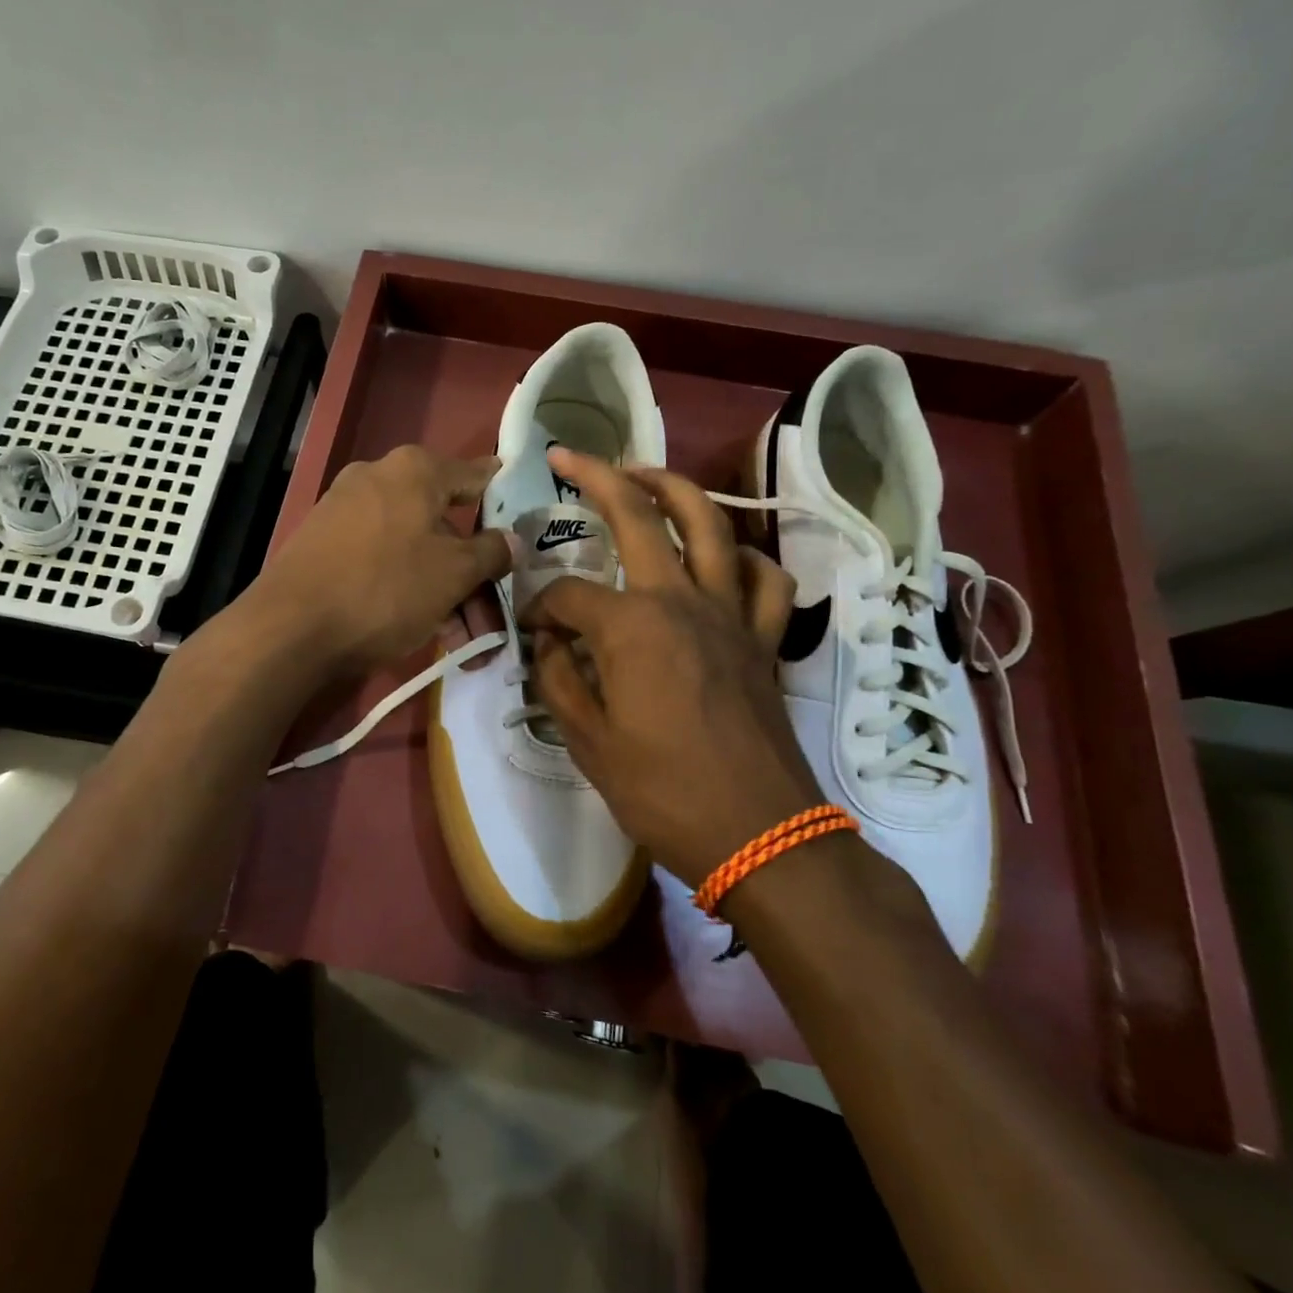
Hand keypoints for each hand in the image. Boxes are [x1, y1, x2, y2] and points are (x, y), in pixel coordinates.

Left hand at [248, 445, 512, 673]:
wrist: (290, 627)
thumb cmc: (386, 589)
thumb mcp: (454, 574)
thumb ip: (491, 552)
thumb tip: (512, 540)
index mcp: (415, 470)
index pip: (475, 475)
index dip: (501, 495)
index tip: (520, 511)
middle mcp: (378, 477)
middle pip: (442, 522)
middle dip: (469, 571)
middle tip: (488, 613)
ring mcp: (344, 508)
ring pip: (412, 547)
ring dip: (441, 589)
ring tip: (458, 638)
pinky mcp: (323, 541)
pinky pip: (380, 558)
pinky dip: (405, 587)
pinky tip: (420, 626)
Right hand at [523, 449, 826, 887]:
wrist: (760, 834)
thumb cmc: (663, 792)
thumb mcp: (588, 743)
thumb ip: (559, 680)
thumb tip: (550, 642)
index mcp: (630, 627)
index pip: (567, 596)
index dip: (539, 607)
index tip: (530, 631)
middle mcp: (680, 600)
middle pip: (638, 516)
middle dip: (597, 477)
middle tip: (569, 457)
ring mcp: (728, 612)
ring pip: (710, 524)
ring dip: (674, 488)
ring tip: (644, 474)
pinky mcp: (761, 636)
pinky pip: (762, 577)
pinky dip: (742, 556)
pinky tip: (721, 558)